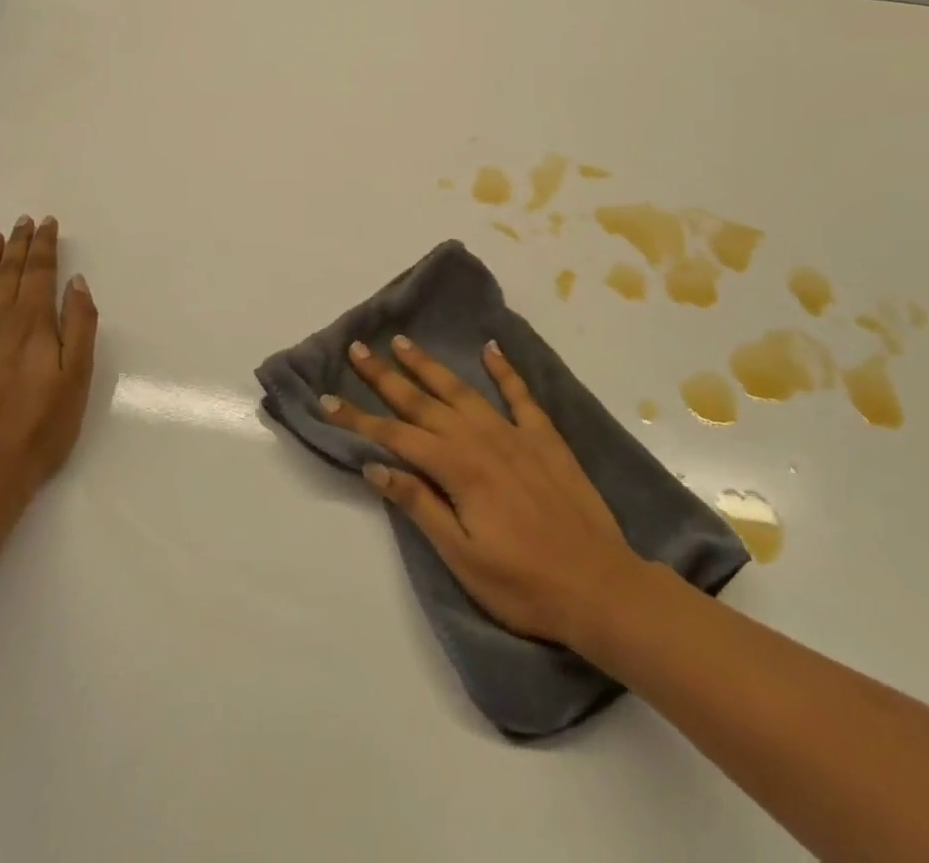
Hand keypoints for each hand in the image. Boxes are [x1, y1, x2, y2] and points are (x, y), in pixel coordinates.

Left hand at [0, 217, 97, 504]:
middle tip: (23, 220)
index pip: (39, 272)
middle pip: (8, 273)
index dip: (44, 245)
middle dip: (18, 244)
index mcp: (31, 323)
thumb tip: (76, 282)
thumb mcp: (77, 378)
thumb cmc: (39, 429)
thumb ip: (79, 326)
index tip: (47, 223)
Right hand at [320, 336, 639, 646]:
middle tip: (357, 348)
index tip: (328, 400)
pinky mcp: (545, 437)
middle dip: (385, 376)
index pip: (394, 436)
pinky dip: (504, 369)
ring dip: (430, 365)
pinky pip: (520, 394)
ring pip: (462, 390)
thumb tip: (375, 465)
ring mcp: (515, 433)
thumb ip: (419, 504)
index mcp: (457, 468)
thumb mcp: (462, 556)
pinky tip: (490, 349)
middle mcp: (481, 439)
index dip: (358, 420)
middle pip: (423, 402)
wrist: (600, 586)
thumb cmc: (523, 584)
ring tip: (403, 342)